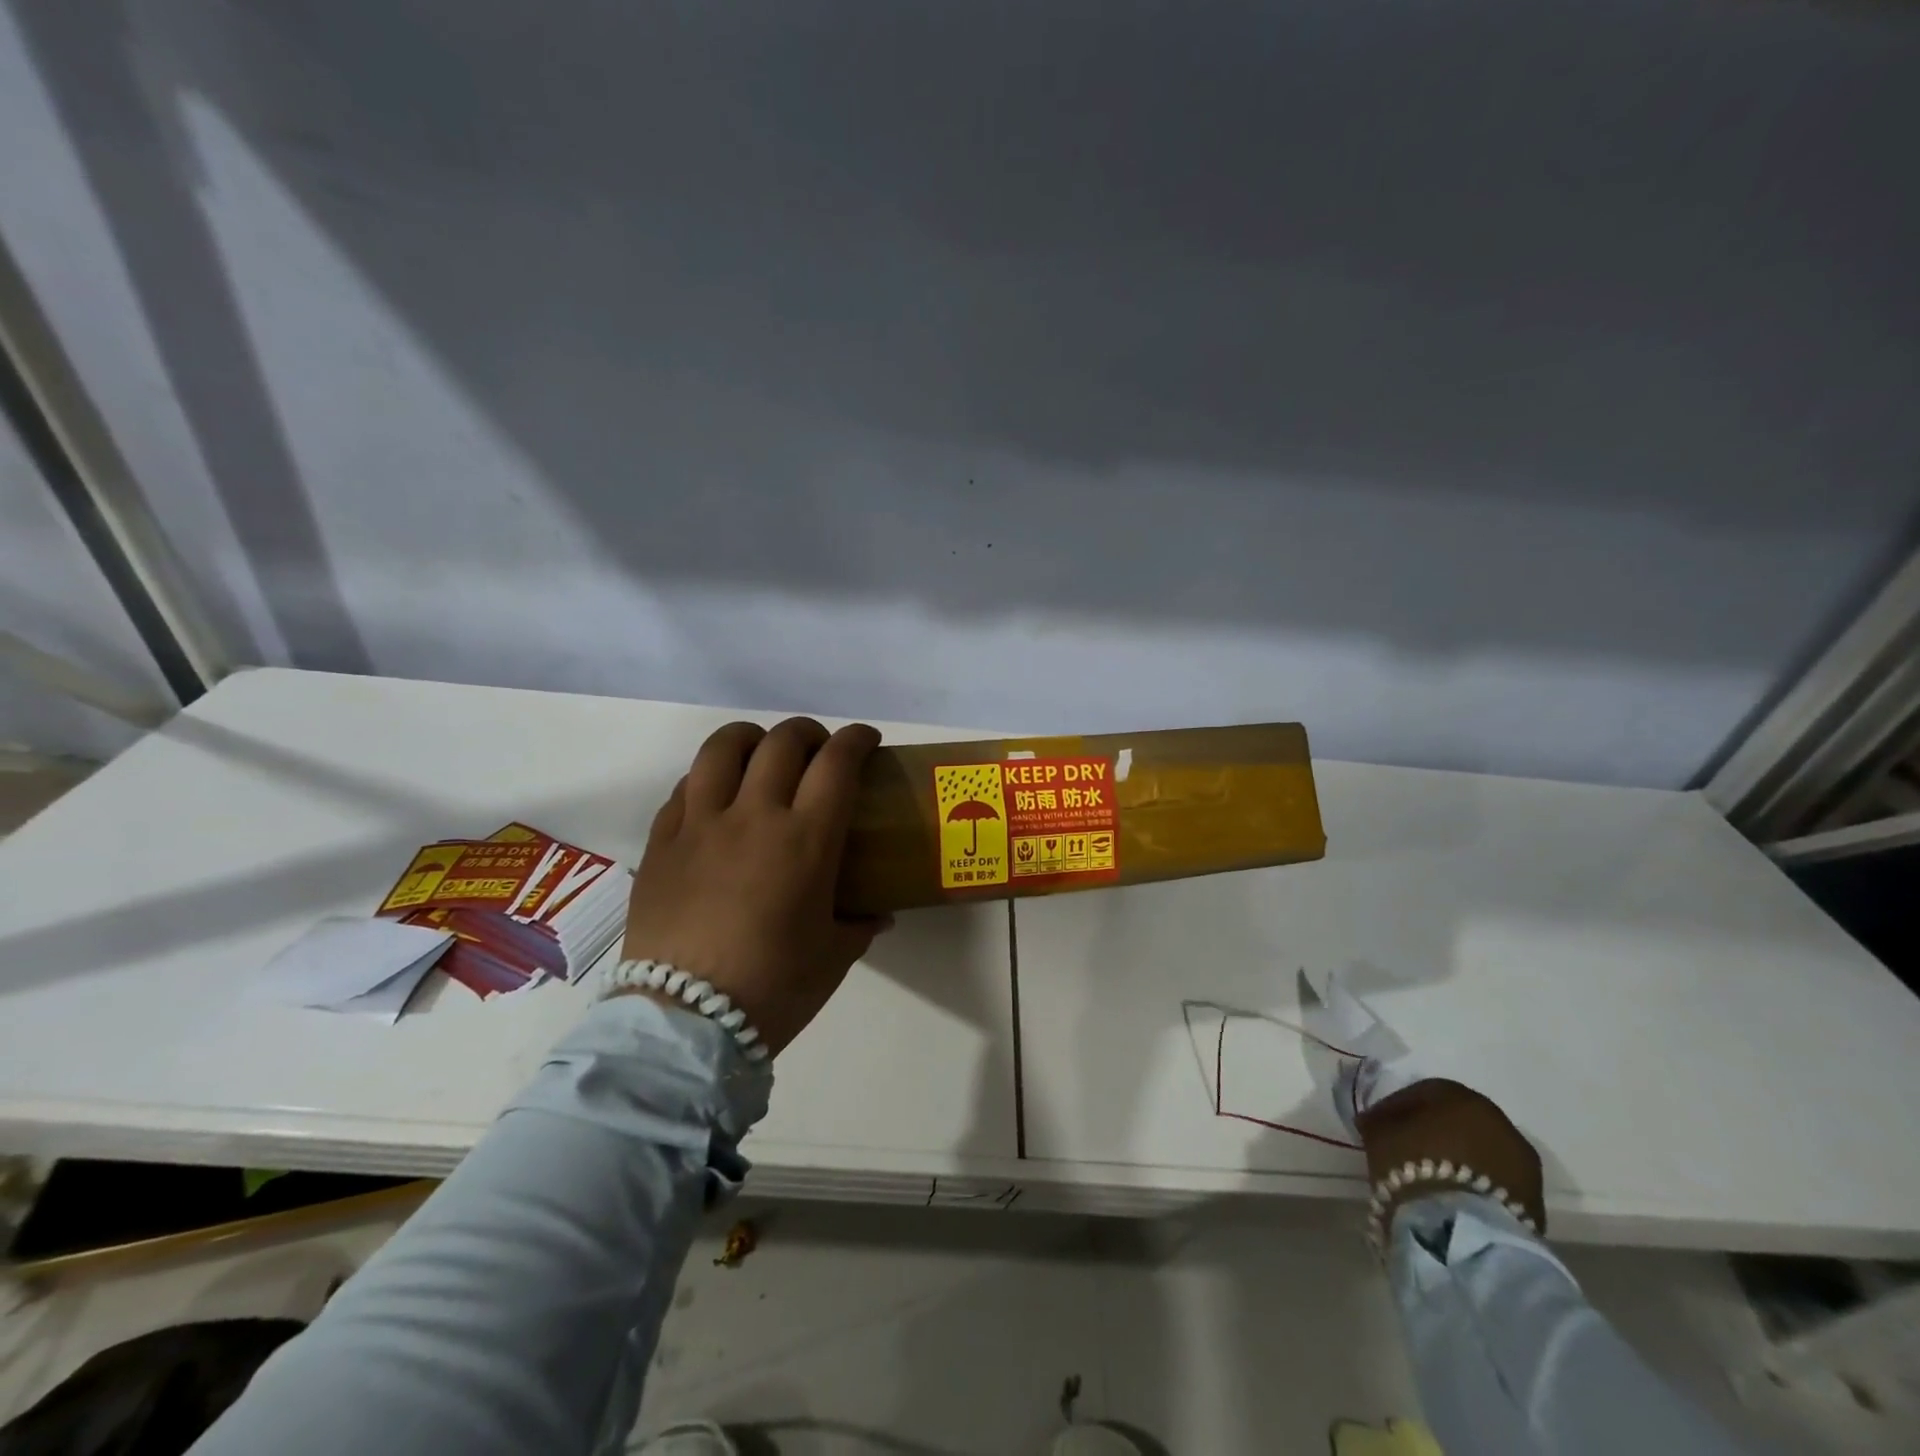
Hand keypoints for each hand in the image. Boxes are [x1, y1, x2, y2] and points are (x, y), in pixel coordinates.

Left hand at [620, 717, 891, 1055]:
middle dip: (809, 733)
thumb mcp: (834, 956)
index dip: (857, 740)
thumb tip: (876, 913)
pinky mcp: (662, 842)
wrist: (685, 1023)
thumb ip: (860, 923)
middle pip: (783, 742)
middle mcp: (754, 816)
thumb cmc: (774, 988)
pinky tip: (717, 798)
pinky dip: (709, 778)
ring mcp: (701, 824)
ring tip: (762, 755)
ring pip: (723, 748)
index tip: (866, 740)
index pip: (837, 763)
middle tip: (818, 751)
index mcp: (806, 840)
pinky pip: (685, 786)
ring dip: (752, 739)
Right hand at [1356, 1078, 1545, 1235]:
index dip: (1397, 1108)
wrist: (1460, 1230)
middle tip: (1407, 1149)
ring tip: (1432, 1177)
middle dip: (1433, 1132)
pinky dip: (1476, 1184)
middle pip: (1459, 1120)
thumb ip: (1380, 1120)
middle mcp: (1498, 1120)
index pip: (1423, 1092)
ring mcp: (1523, 1163)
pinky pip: (1496, 1181)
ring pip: (1481, 1151)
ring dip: (1459, 1158)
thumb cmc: (1412, 1166)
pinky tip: (1454, 1197)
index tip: (1378, 1125)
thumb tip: (1377, 1120)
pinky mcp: (1535, 1201)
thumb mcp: (1379, 1133)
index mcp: (1460, 1096)